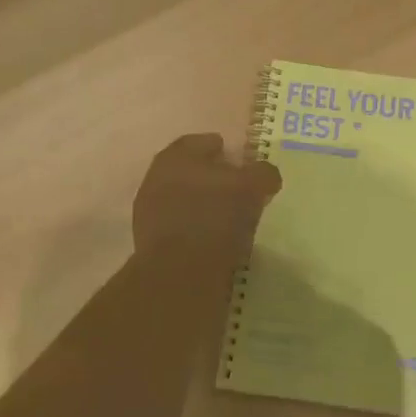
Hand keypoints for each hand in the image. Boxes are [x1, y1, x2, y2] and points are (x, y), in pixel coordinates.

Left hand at [132, 133, 281, 261]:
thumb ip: (262, 174)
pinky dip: (197, 229)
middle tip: (238, 189)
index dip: (223, 149)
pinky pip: (180, 227)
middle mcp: (156, 178)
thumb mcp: (252, 188)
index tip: (241, 162)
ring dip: (203, 205)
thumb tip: (266, 174)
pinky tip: (215, 239)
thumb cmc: (215, 217)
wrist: (180, 273)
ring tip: (230, 218)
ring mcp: (149, 212)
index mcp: (176, 156)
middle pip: (189, 171)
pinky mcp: (150, 243)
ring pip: (183, 199)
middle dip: (212, 178)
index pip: (201, 142)